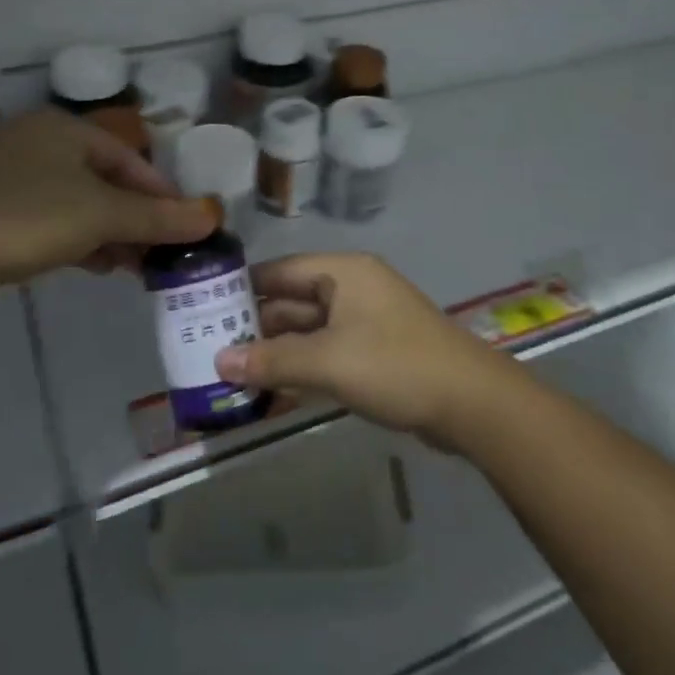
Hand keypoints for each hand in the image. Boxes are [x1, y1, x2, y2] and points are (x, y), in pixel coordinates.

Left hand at [0, 111, 215, 310]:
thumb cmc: (27, 218)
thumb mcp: (102, 214)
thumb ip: (158, 217)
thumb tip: (212, 217)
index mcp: (64, 129)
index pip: (130, 158)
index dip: (163, 194)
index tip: (187, 228)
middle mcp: (39, 143)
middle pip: (106, 180)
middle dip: (138, 218)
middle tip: (163, 253)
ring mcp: (12, 177)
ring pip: (79, 203)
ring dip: (112, 233)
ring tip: (136, 267)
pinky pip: (52, 220)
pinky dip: (80, 240)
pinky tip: (98, 266)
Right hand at [214, 253, 526, 448]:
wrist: (471, 403)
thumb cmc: (395, 366)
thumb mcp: (327, 362)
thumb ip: (271, 361)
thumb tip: (218, 362)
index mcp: (343, 273)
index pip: (280, 271)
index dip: (242, 288)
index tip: (203, 309)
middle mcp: (353, 288)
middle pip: (292, 302)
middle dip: (256, 327)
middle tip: (212, 351)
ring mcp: (366, 321)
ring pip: (309, 331)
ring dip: (277, 353)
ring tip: (234, 376)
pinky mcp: (376, 352)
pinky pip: (328, 353)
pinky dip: (303, 368)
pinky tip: (273, 393)